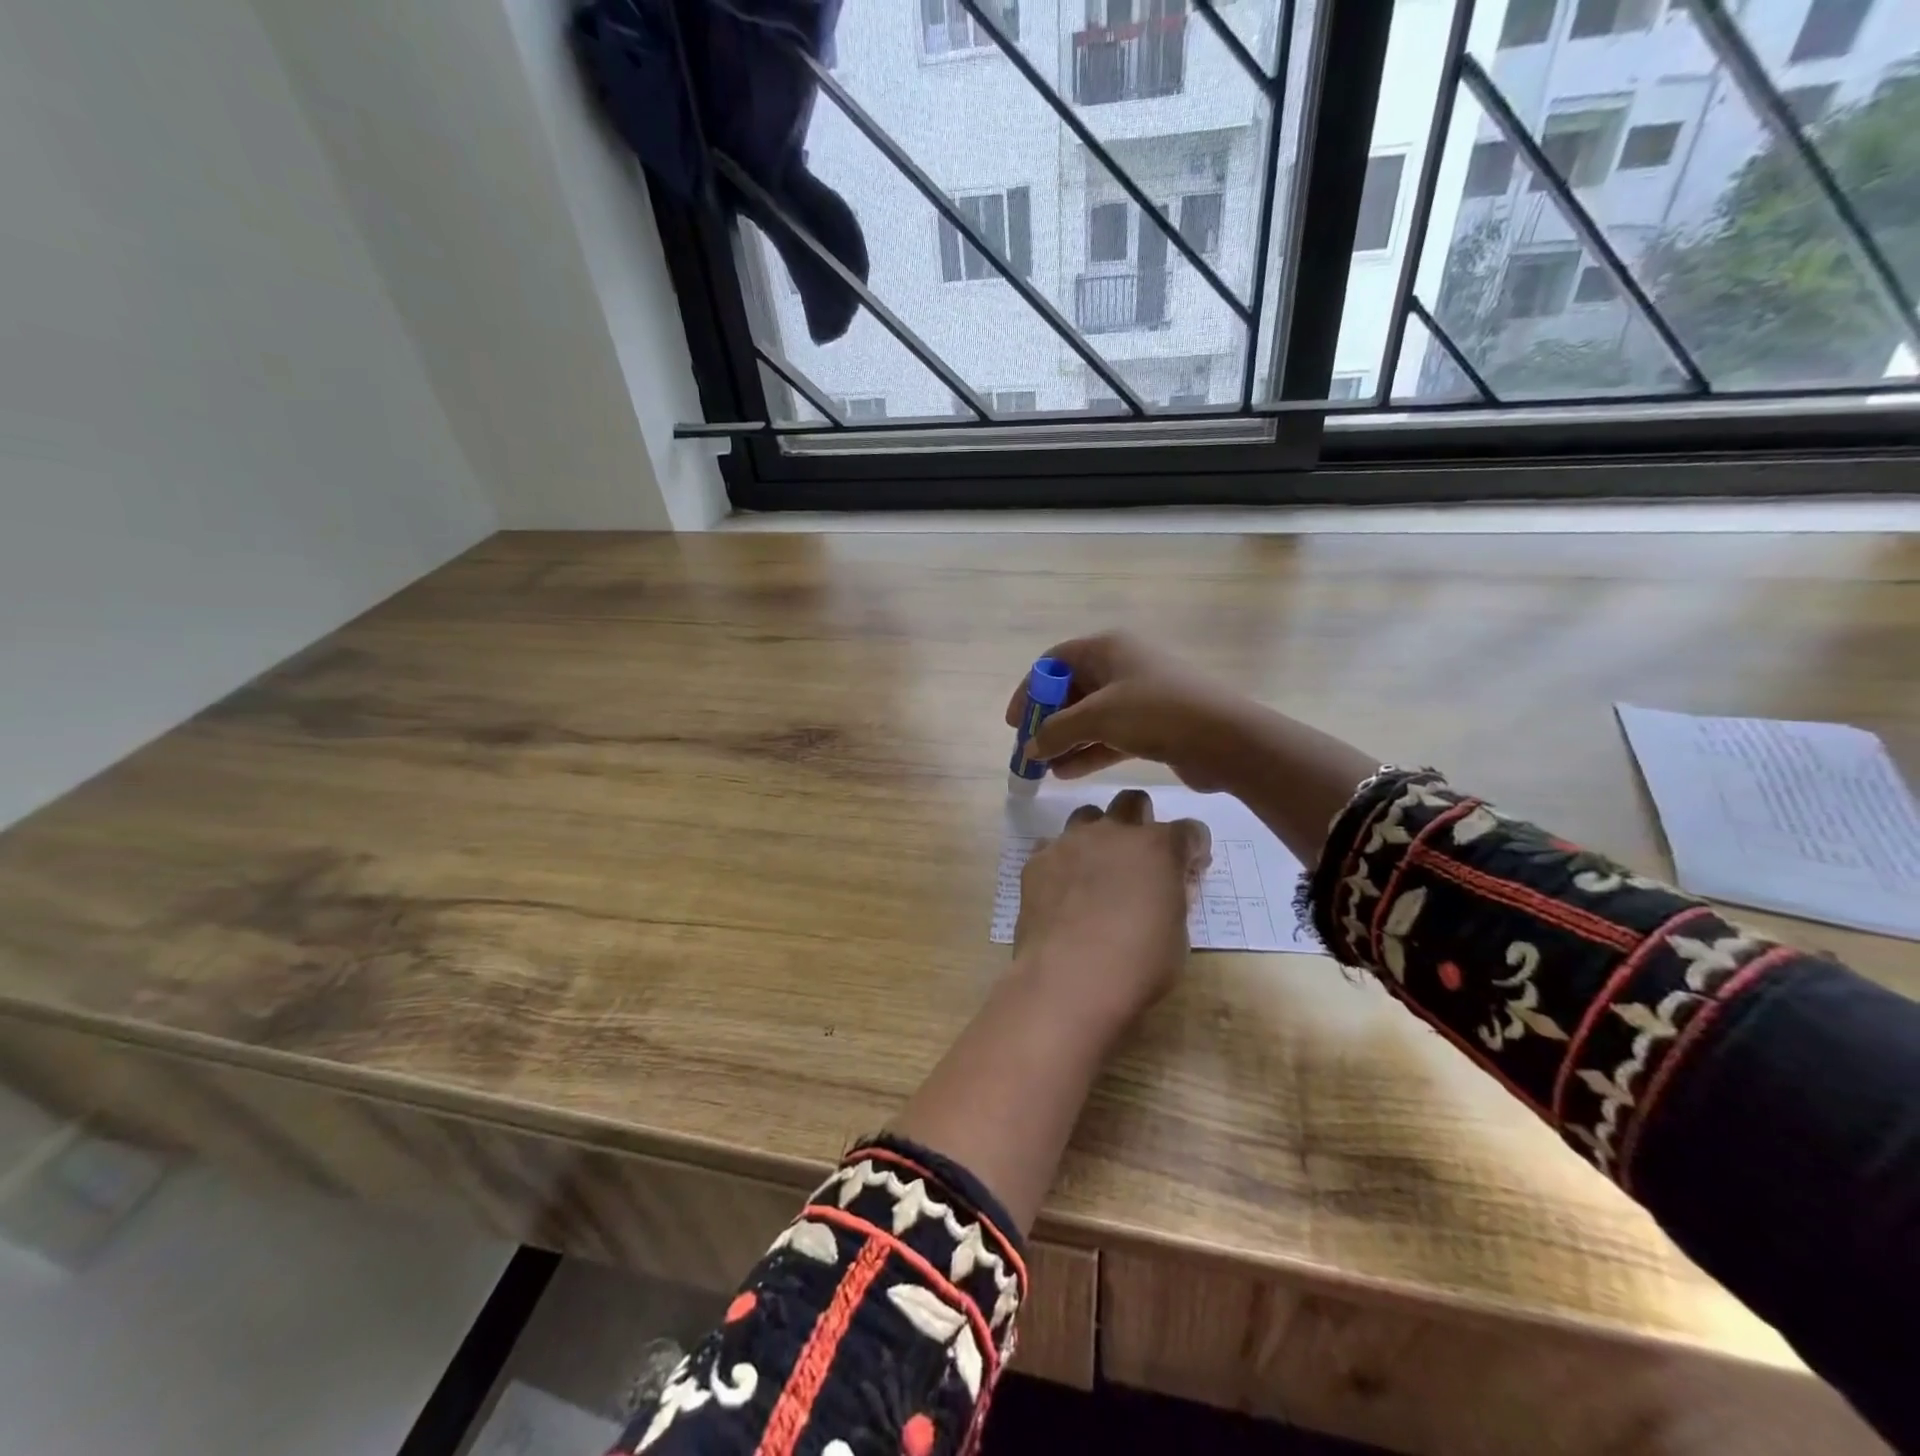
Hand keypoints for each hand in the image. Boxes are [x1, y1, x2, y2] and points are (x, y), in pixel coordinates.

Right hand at [1003, 631, 1251, 791]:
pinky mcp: (1153, 724)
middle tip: (1030, 749)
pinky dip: (1088, 751)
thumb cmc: (1155, 713)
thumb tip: (1029, 746)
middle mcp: (1122, 665)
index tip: (1015, 722)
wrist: (1226, 738)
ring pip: (1091, 716)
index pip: (1054, 661)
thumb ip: (1055, 731)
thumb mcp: (1097, 717)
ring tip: (1044, 769)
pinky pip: (1111, 735)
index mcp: (1108, 647)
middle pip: (1072, 689)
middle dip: (1048, 721)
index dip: (1030, 689)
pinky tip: (1067, 774)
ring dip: (1066, 741)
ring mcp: (1140, 696)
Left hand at [1014, 788, 1210, 1027]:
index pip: (1189, 830)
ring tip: (1098, 869)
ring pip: (1088, 816)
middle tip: (1141, 858)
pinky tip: (1064, 890)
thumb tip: (1168, 887)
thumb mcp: (1178, 936)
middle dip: (1142, 822)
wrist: (1067, 980)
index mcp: (1158, 847)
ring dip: (1099, 834)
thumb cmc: (1137, 965)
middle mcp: (1113, 832)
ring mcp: (1070, 842)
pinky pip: (1052, 847)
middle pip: (1133, 802)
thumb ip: (1175, 899)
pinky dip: (1063, 862)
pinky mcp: (1036, 861)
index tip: (1190, 870)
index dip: (1193, 849)